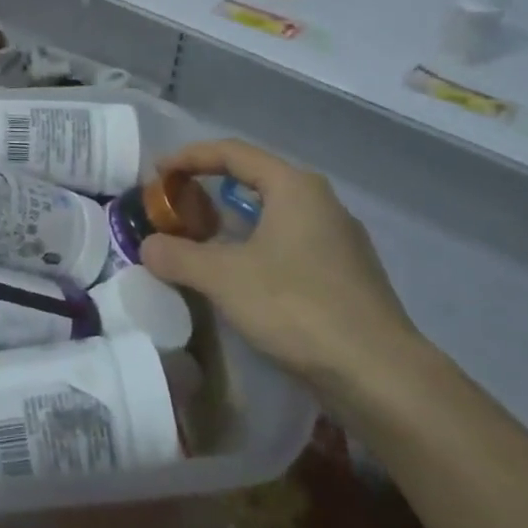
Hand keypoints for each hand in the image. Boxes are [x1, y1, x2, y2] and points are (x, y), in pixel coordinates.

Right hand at [139, 139, 424, 408]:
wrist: (379, 375)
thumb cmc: (297, 307)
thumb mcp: (222, 277)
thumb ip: (177, 255)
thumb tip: (148, 247)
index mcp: (295, 187)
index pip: (232, 152)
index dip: (189, 157)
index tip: (157, 173)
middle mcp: (322, 203)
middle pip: (255, 179)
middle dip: (210, 188)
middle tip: (176, 205)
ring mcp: (339, 240)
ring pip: (274, 215)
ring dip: (232, 222)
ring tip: (200, 241)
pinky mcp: (346, 275)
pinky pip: (289, 244)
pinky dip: (256, 247)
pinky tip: (241, 277)